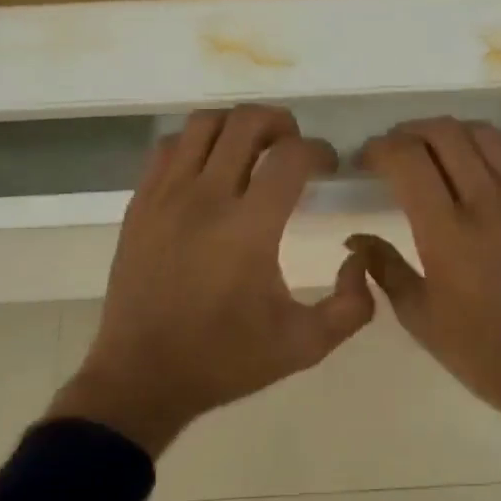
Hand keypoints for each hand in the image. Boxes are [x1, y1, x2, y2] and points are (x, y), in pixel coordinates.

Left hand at [47, 105, 374, 455]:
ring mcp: (167, 196)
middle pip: (247, 122)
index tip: (329, 166)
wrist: (141, 378)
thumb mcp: (305, 346)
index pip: (292, 156)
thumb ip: (352, 305)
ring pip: (204, 123)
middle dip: (282, 123)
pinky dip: (197, 142)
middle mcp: (207, 199)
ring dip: (237, 125)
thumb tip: (361, 257)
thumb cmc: (226, 360)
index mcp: (250, 229)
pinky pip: (170, 147)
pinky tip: (210, 167)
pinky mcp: (140, 203)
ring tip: (254, 148)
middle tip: (295, 148)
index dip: (320, 150)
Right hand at [351, 119, 500, 457]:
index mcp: (448, 234)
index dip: (379, 148)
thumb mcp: (419, 317)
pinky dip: (490, 142)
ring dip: (449, 131)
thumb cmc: (482, 352)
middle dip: (408, 132)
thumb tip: (354, 239)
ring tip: (433, 150)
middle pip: (443, 132)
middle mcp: (488, 203)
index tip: (366, 161)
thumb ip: (382, 267)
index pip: (407, 159)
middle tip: (394, 151)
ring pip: (482, 133)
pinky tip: (477, 160)